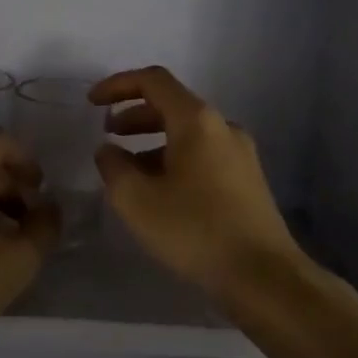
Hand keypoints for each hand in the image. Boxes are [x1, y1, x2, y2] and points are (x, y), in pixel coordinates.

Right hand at [90, 66, 302, 300]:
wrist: (264, 277)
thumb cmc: (195, 231)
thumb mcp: (137, 201)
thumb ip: (113, 167)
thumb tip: (108, 150)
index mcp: (196, 120)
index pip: (153, 81)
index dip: (118, 85)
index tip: (92, 102)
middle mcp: (222, 126)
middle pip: (172, 104)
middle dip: (134, 115)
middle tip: (108, 134)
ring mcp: (240, 153)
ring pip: (188, 132)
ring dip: (153, 140)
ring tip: (128, 168)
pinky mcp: (247, 179)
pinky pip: (203, 154)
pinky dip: (174, 158)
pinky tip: (160, 190)